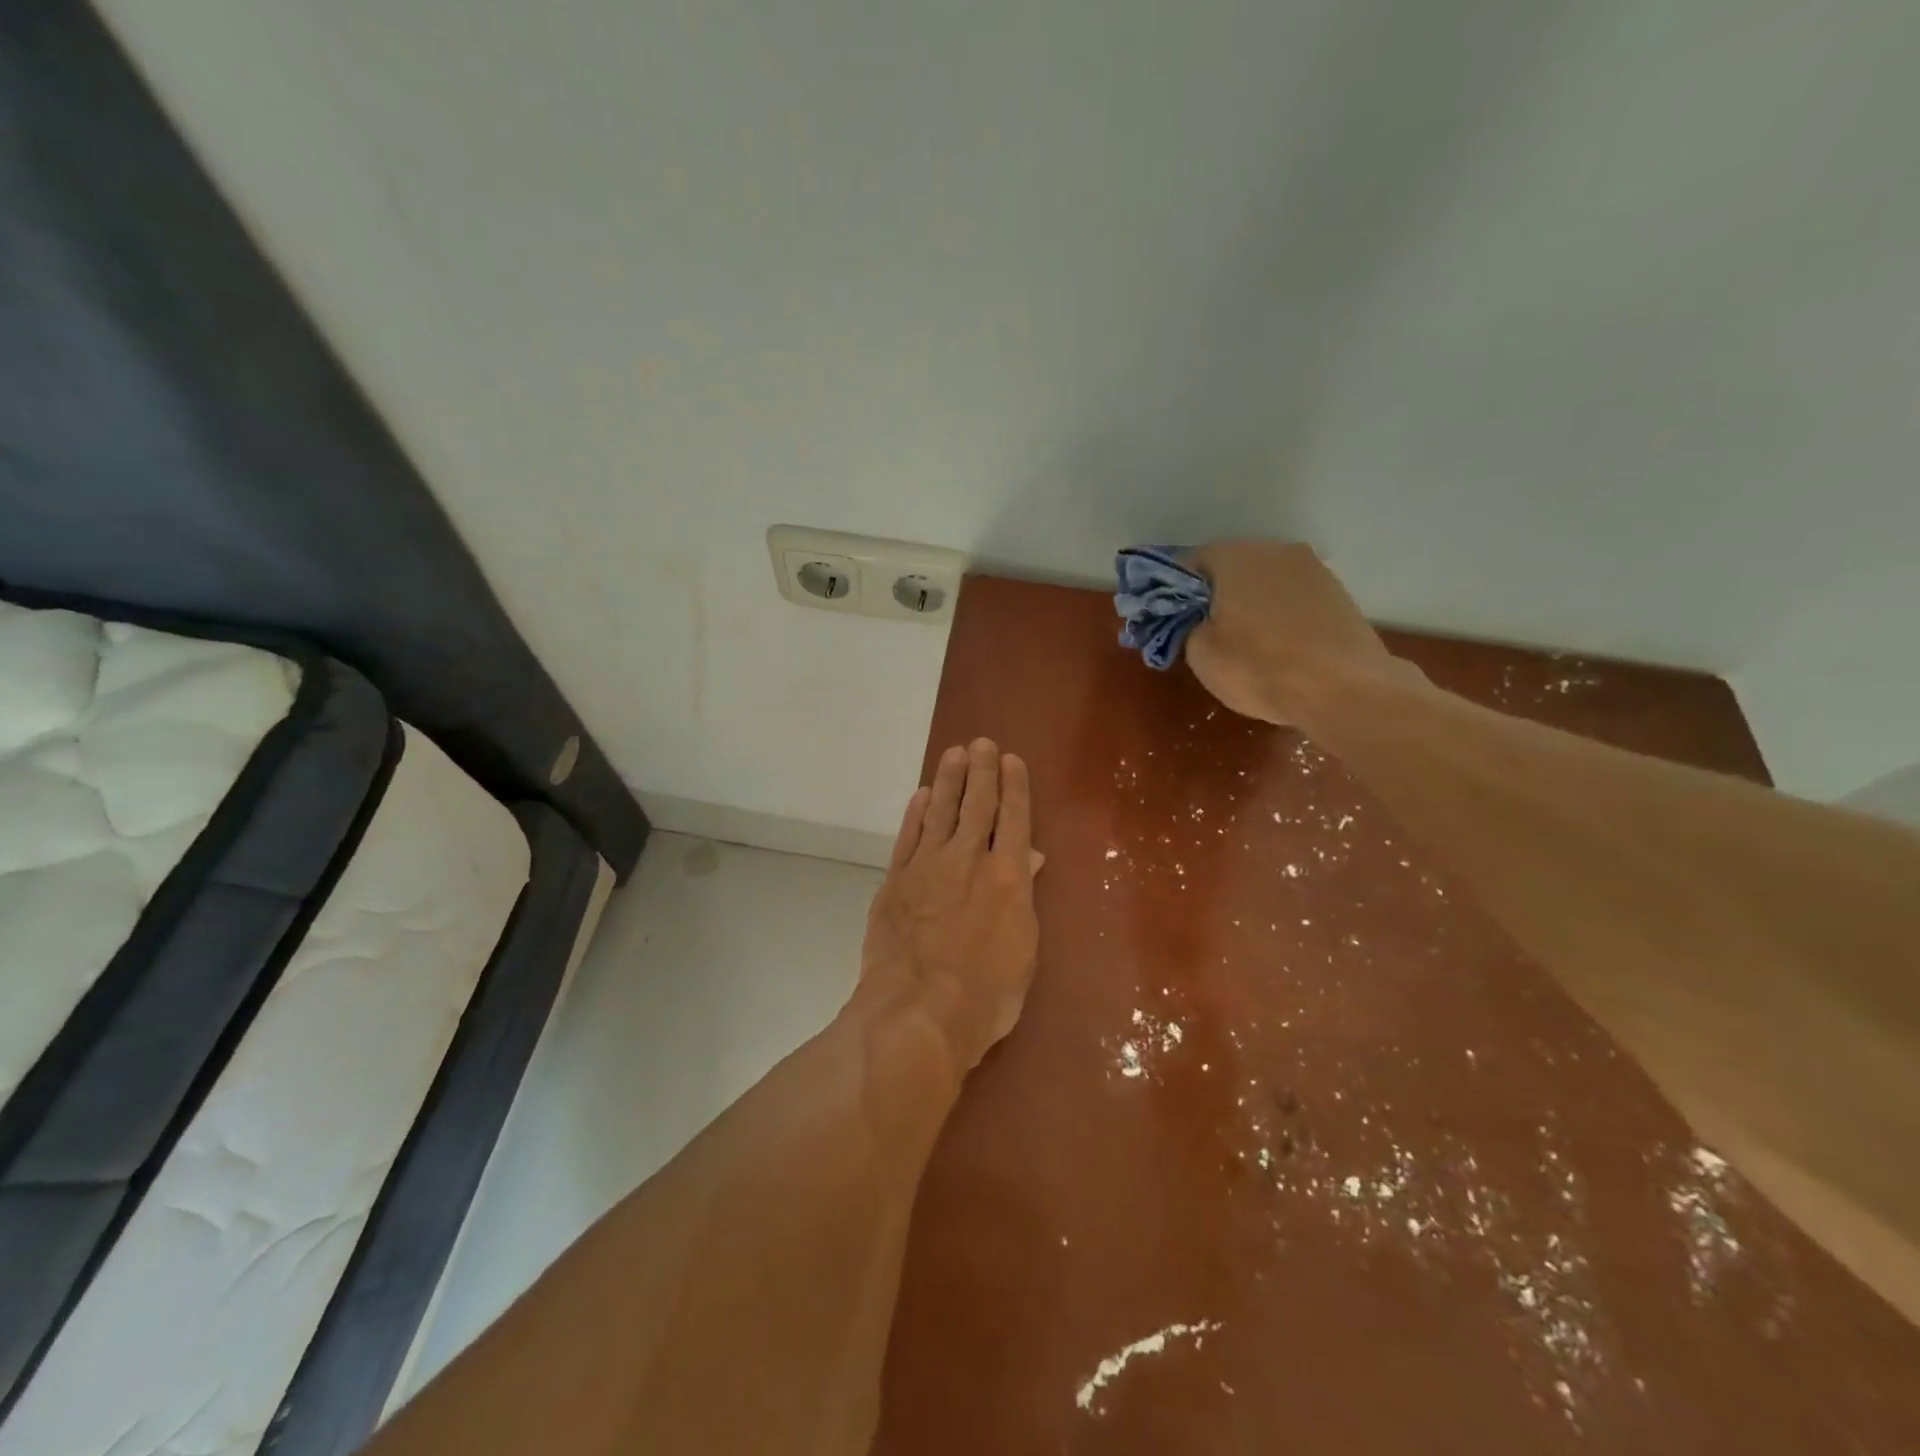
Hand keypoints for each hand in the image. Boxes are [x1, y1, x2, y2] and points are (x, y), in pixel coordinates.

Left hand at [857, 739, 1042, 1081]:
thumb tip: (1028, 858)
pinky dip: (916, 814)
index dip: (1014, 787)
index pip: (1014, 820)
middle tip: (982, 742)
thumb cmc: (985, 994)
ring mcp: (928, 867)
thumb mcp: (1022, 951)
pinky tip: (922, 796)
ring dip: (949, 781)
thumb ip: (1022, 897)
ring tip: (955, 753)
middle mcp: (969, 861)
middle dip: (982, 772)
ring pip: (942, 812)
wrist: (917, 1011)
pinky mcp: (896, 880)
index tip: (1012, 760)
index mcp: (1007, 878)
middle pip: (977, 806)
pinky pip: (908, 836)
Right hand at [1186, 540, 1424, 724]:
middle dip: (1216, 595)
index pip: (1191, 562)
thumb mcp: (1200, 653)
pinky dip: (1280, 614)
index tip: (1175, 620)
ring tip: (1246, 642)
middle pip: (1232, 567)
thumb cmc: (1259, 668)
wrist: (1344, 689)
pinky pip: (1293, 597)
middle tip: (1208, 633)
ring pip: (1265, 581)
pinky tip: (1279, 645)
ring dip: (1251, 603)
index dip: (1177, 592)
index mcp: (1234, 556)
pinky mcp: (1337, 591)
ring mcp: (1312, 569)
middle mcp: (1275, 550)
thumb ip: (1187, 624)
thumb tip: (1195, 617)